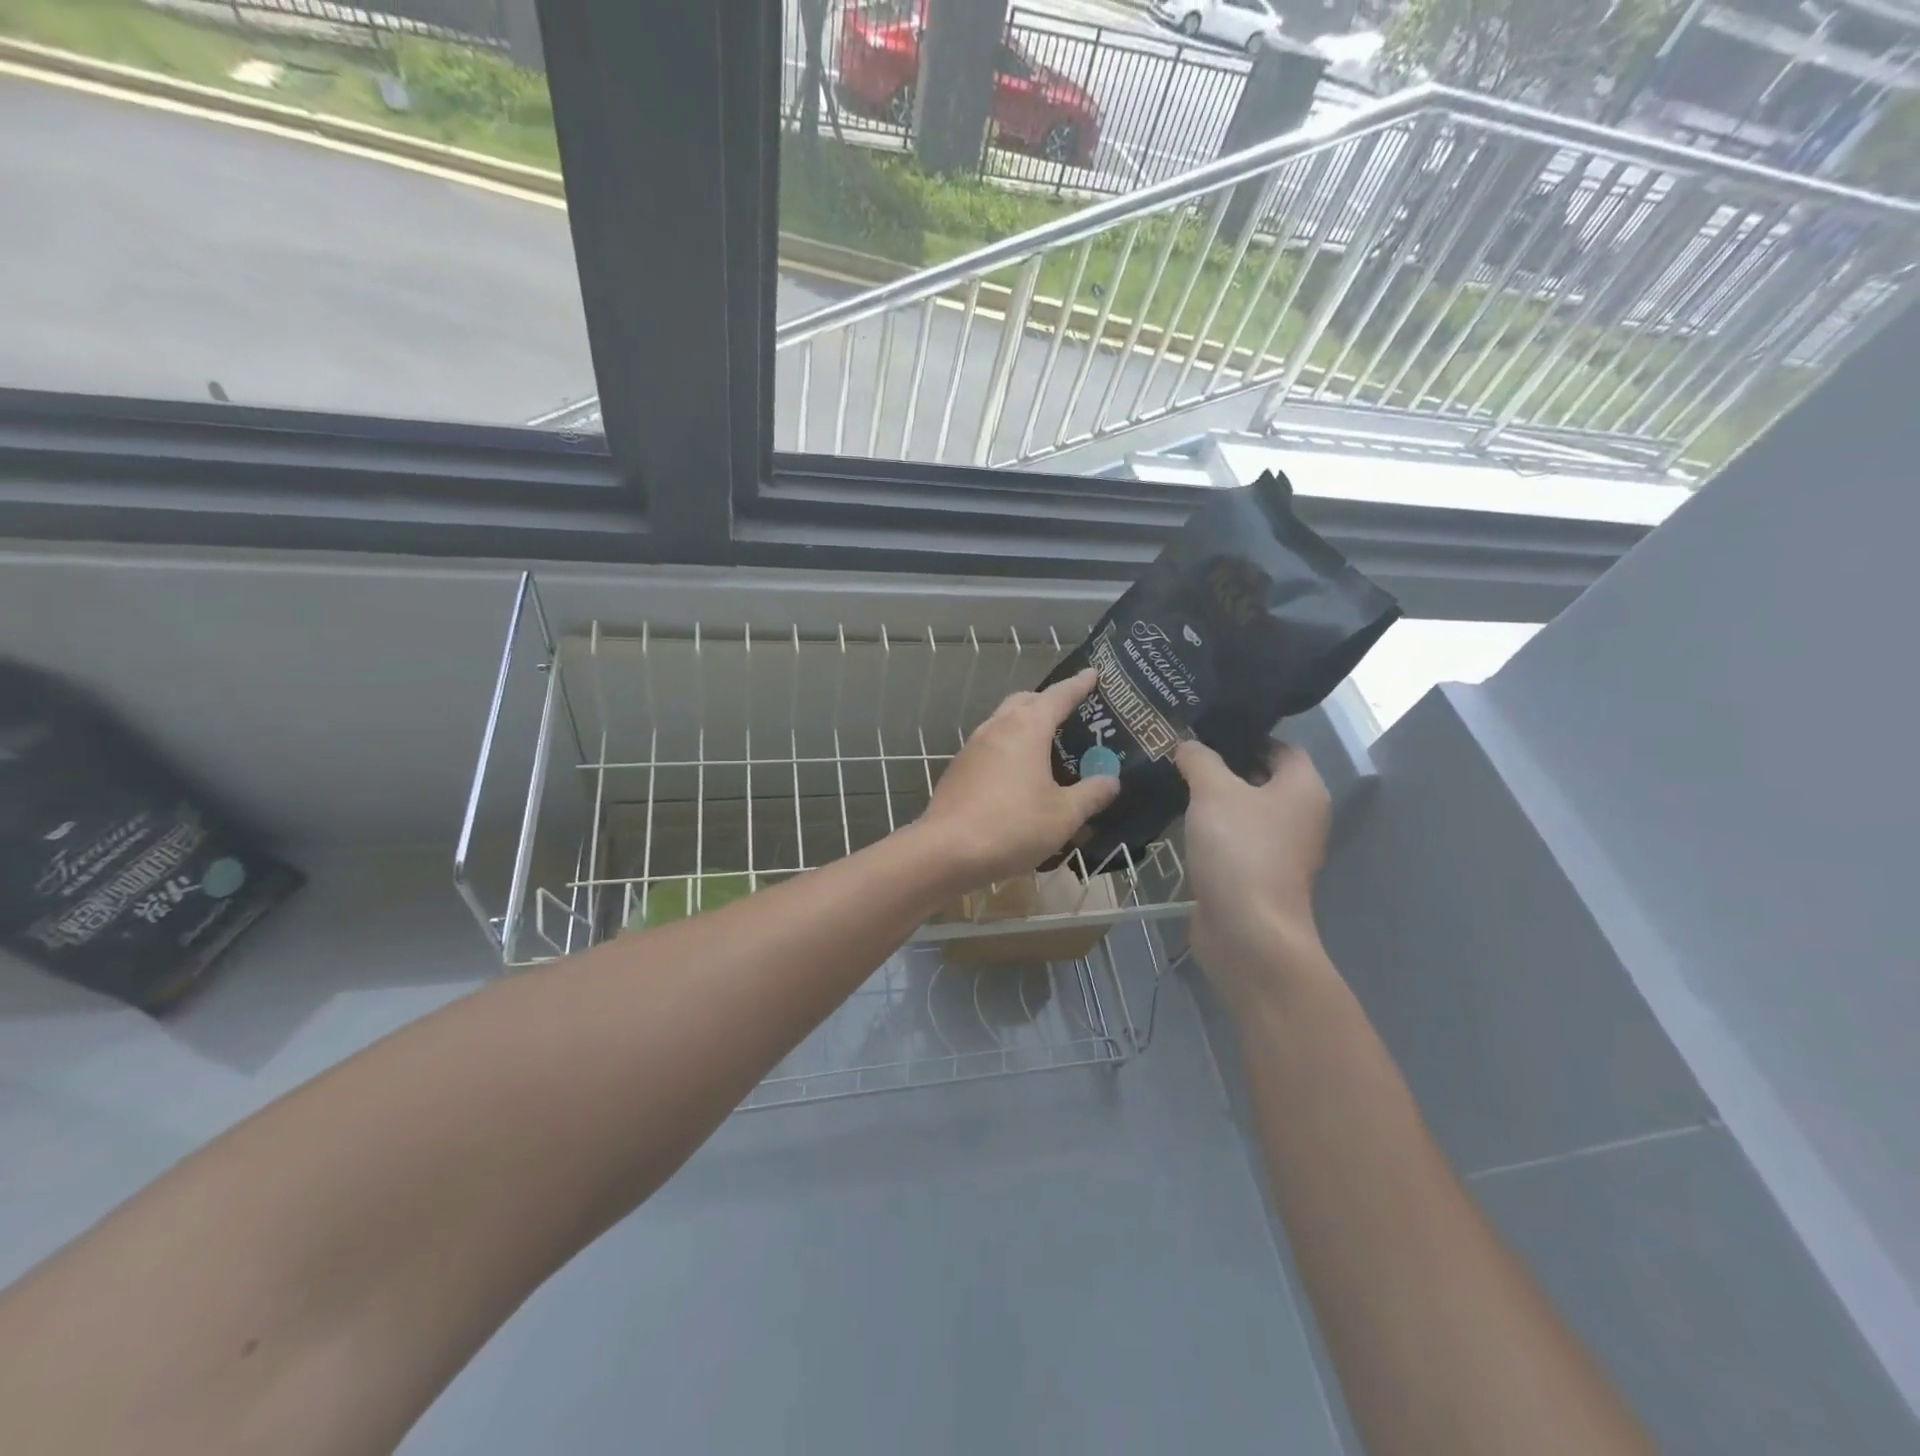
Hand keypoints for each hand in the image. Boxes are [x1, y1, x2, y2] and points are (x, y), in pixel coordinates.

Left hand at [917, 668, 1121, 888]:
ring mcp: (973, 748)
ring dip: (1025, 725)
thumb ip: (1091, 794)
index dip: (1079, 685)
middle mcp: (997, 728)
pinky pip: (990, 748)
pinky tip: (1019, 775)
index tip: (1093, 673)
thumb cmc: (1013, 826)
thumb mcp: (1064, 815)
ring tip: (1047, 745)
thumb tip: (1111, 780)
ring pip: (1003, 723)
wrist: (946, 851)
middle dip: (1048, 701)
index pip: (1059, 696)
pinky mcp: (959, 770)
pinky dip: (1009, 750)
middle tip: (1070, 712)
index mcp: (1026, 728)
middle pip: (1025, 702)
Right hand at [1176, 738, 1331, 1005]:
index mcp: (1304, 788)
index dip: (1244, 735)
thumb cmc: (1239, 850)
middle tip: (1179, 750)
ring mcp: (1280, 849)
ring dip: (1213, 799)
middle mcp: (1300, 816)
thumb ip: (1199, 759)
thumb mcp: (1213, 791)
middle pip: (1261, 777)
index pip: (1279, 746)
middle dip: (1222, 765)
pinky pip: (1234, 839)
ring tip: (1172, 780)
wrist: (1247, 931)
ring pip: (1244, 810)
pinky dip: (1211, 829)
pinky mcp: (1257, 875)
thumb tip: (1187, 743)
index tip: (1203, 729)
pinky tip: (1177, 819)